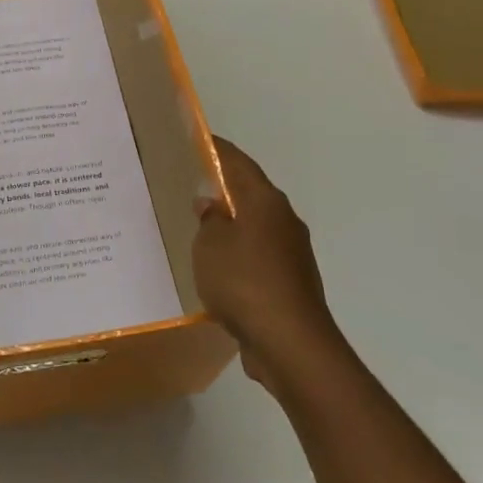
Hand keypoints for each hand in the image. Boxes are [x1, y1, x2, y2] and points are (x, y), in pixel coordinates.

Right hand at [193, 137, 336, 386]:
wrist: (290, 343)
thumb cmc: (244, 282)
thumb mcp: (210, 245)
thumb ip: (209, 220)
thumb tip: (211, 205)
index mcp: (266, 202)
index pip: (239, 163)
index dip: (218, 150)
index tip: (198, 139)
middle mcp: (284, 221)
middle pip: (250, 194)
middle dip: (224, 188)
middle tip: (191, 183)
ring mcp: (292, 254)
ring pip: (255, 227)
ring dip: (231, 225)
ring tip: (199, 226)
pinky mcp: (291, 283)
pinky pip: (258, 257)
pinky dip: (238, 254)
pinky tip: (217, 266)